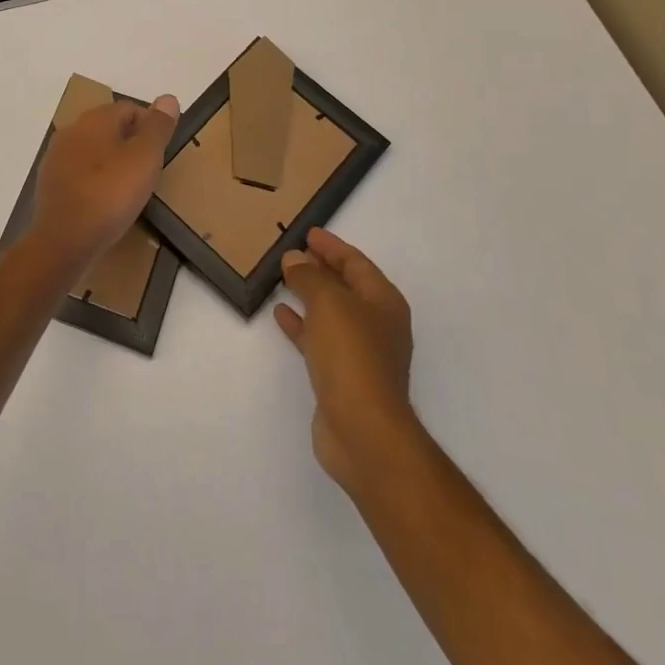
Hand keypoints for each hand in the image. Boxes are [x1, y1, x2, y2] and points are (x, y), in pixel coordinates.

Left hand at [31, 95, 179, 265]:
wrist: (64, 240)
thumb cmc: (110, 194)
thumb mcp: (145, 158)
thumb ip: (158, 127)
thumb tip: (168, 98)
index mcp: (94, 119)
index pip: (129, 108)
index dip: (150, 126)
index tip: (162, 153)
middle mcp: (71, 130)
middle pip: (109, 128)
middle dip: (130, 144)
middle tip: (149, 172)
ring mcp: (56, 157)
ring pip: (92, 150)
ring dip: (111, 162)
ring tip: (129, 189)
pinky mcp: (48, 183)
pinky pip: (79, 173)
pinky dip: (94, 181)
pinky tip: (104, 202)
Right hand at [275, 229, 419, 497]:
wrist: (363, 430)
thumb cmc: (352, 356)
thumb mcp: (328, 303)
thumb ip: (309, 277)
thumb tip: (295, 259)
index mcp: (383, 301)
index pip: (356, 263)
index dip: (332, 246)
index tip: (308, 233)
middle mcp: (377, 324)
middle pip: (346, 287)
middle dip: (321, 269)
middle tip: (293, 253)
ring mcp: (361, 353)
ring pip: (332, 313)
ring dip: (309, 295)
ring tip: (283, 279)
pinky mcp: (343, 377)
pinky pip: (320, 339)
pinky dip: (302, 325)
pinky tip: (281, 316)